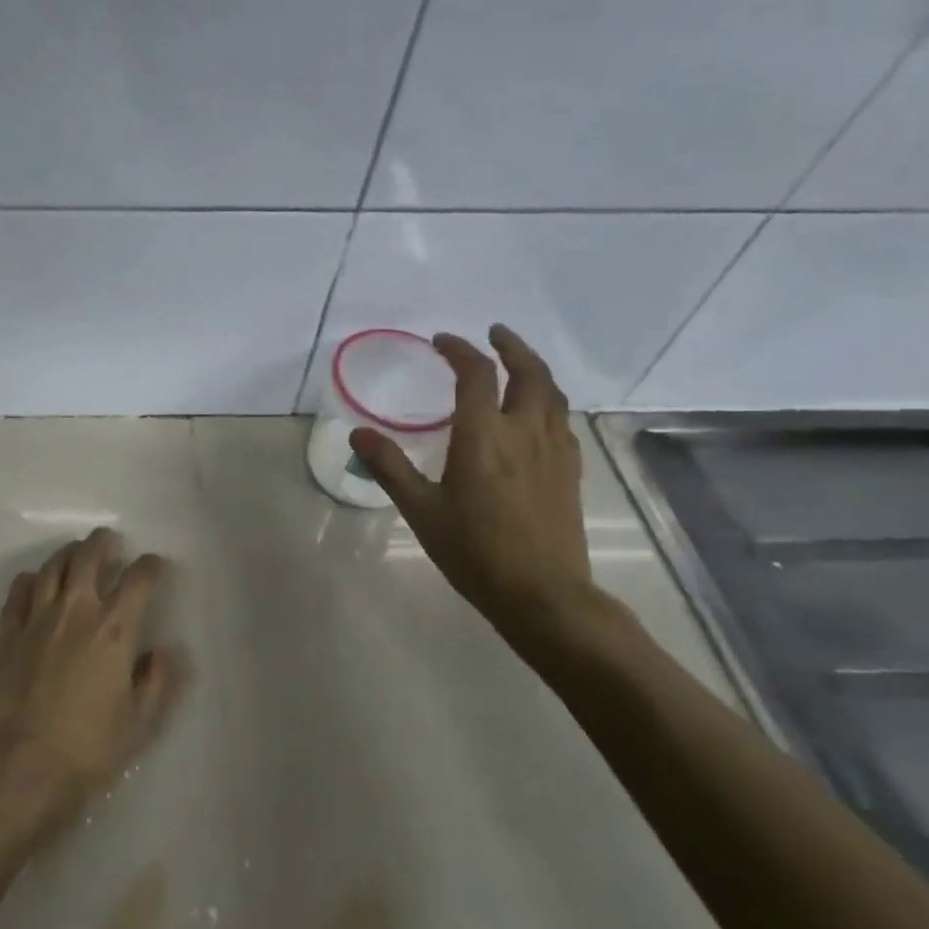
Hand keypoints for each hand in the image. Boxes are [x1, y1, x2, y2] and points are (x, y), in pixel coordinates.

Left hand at [0, 529, 182, 821]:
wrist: (19, 766)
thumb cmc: (87, 748)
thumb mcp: (138, 723)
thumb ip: (156, 682)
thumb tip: (162, 651)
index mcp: (115, 629)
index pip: (138, 580)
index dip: (150, 566)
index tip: (155, 565)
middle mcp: (77, 611)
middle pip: (88, 557)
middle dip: (103, 542)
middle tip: (110, 540)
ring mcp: (38, 618)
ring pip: (53, 567)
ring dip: (68, 553)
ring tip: (76, 553)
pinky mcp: (8, 633)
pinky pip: (18, 592)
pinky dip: (30, 579)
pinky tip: (34, 582)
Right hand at [350, 325, 592, 626]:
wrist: (543, 594)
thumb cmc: (475, 551)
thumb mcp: (421, 510)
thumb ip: (390, 467)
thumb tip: (357, 434)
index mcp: (484, 436)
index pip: (476, 374)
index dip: (459, 350)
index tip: (441, 341)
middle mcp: (524, 431)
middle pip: (529, 372)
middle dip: (511, 346)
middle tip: (494, 334)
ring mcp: (554, 450)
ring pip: (552, 393)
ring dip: (534, 369)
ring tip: (516, 364)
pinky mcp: (570, 471)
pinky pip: (561, 420)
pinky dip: (547, 401)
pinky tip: (536, 415)